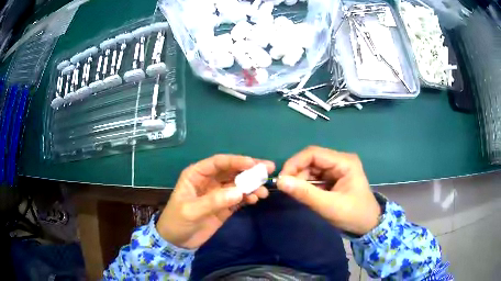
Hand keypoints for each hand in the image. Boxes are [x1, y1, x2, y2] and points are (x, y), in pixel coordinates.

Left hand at [156, 154, 274, 248]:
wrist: (177, 242)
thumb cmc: (177, 222)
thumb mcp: (191, 211)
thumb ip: (214, 201)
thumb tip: (239, 191)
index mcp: (197, 175)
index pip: (219, 163)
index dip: (236, 161)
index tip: (253, 164)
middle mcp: (209, 180)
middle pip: (232, 170)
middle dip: (250, 170)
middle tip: (268, 169)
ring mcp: (218, 193)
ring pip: (238, 184)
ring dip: (252, 185)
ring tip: (263, 192)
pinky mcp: (225, 206)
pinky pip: (239, 197)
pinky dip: (248, 197)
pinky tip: (255, 199)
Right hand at [277, 146, 380, 234]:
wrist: (368, 226)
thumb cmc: (353, 215)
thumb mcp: (328, 206)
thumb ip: (305, 193)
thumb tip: (280, 181)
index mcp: (344, 162)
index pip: (314, 153)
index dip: (295, 163)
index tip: (282, 179)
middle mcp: (340, 161)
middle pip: (312, 160)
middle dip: (297, 172)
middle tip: (286, 188)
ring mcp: (338, 169)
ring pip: (312, 168)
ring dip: (301, 179)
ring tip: (295, 193)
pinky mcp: (334, 178)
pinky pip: (316, 177)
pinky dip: (307, 184)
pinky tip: (303, 193)